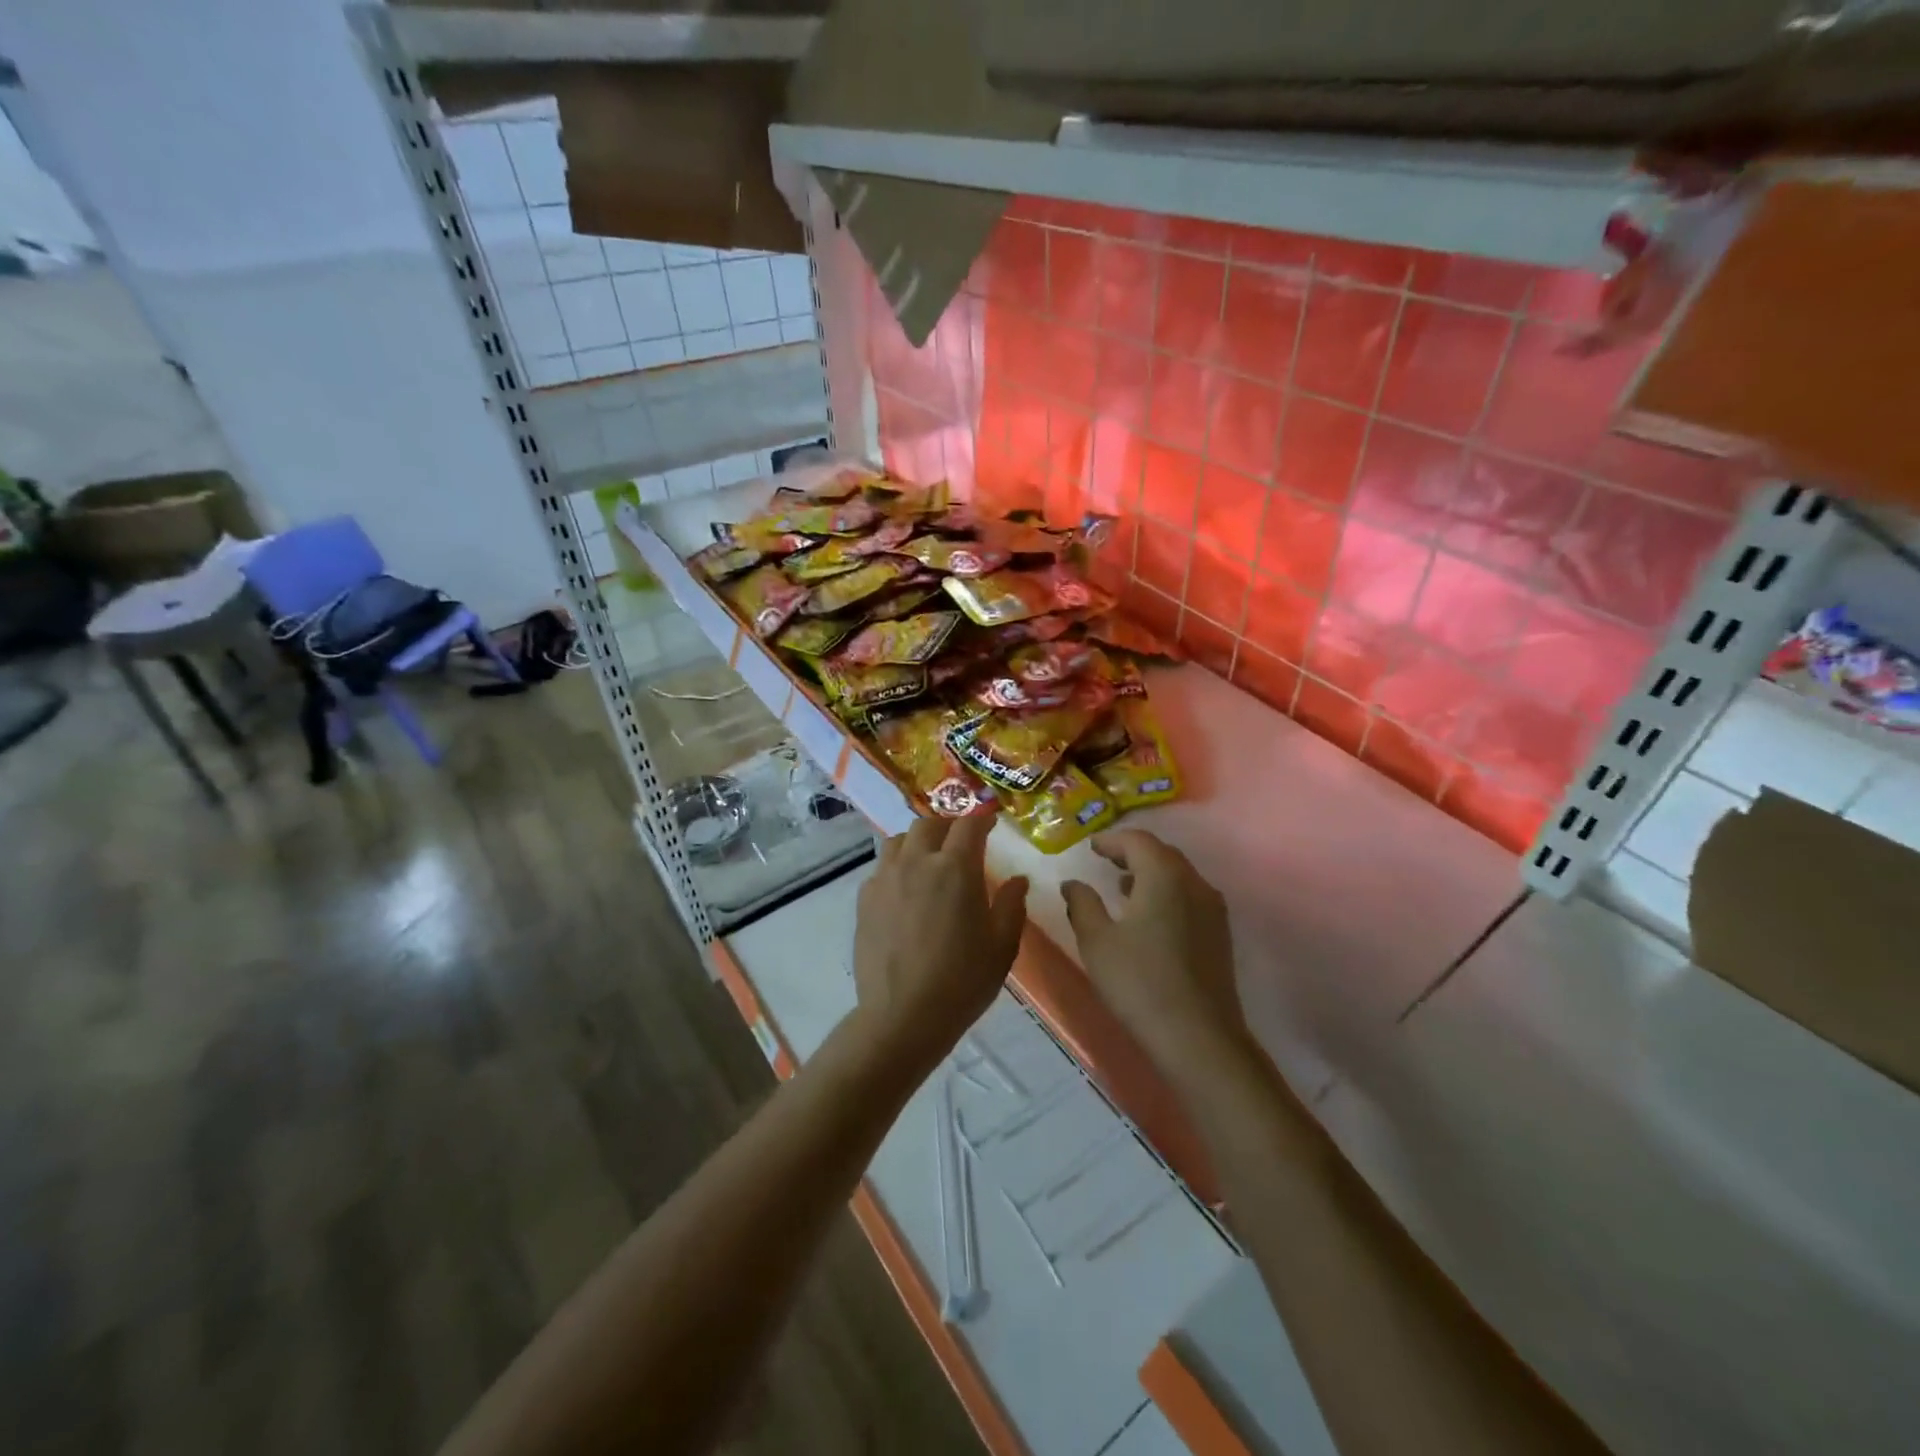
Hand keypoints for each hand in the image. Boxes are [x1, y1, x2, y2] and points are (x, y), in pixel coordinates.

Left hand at [850, 814, 1028, 1074]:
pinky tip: (905, 890)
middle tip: (961, 842)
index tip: (991, 824)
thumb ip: (1012, 905)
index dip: (982, 819)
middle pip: (929, 824)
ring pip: (899, 839)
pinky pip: (882, 867)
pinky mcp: (865, 899)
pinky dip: (897, 866)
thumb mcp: (1002, 946)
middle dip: (948, 826)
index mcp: (955, 869)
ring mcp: (886, 878)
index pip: (969, 825)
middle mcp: (917, 862)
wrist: (903, 1016)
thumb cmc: (962, 982)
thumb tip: (1017, 879)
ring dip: (918, 841)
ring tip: (929, 860)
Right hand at [1061, 830, 1248, 1081]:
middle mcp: (1194, 883)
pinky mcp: (1219, 933)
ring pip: (1179, 875)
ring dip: (1150, 873)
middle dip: (1132, 852)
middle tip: (1105, 860)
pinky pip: (1189, 896)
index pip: (1138, 840)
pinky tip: (1148, 915)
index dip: (1112, 840)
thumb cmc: (1140, 982)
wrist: (1199, 1037)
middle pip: (1162, 853)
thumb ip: (1082, 904)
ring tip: (1122, 886)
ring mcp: (1212, 908)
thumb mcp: (1097, 941)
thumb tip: (1072, 883)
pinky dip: (1166, 892)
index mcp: (1164, 876)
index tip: (1091, 847)